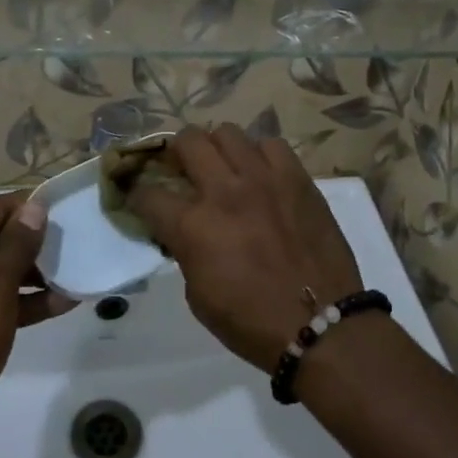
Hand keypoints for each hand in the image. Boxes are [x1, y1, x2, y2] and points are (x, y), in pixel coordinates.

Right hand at [126, 125, 362, 369]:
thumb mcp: (198, 296)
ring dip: (218, 149)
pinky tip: (262, 175)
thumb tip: (183, 231)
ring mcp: (264, 179)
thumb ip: (185, 251)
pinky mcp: (297, 178)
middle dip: (176, 153)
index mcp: (193, 226)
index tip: (141, 198)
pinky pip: (271, 145)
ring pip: (228, 133)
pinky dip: (260, 155)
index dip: (138, 194)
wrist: (320, 324)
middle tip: (182, 168)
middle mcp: (225, 191)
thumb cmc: (252, 322)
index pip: (148, 193)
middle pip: (187, 141)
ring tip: (224, 167)